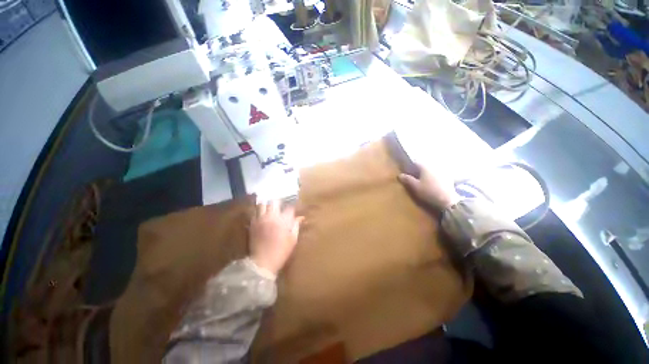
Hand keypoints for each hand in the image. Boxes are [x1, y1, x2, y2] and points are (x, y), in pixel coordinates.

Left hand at [249, 200, 303, 275]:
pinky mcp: (252, 224)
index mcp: (283, 220)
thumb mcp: (293, 239)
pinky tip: (262, 216)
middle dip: (278, 203)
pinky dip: (259, 212)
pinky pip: (255, 213)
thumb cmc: (281, 251)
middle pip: (274, 202)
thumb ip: (296, 226)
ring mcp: (260, 219)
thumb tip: (300, 217)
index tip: (293, 210)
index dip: (292, 207)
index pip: (289, 208)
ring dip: (267, 205)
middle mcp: (271, 216)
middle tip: (280, 207)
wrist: (263, 261)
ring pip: (262, 204)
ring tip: (269, 209)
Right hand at [398, 163, 460, 209]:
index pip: (415, 163)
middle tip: (413, 177)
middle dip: (418, 170)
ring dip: (426, 174)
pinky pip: (438, 175)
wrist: (448, 200)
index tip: (406, 172)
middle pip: (424, 166)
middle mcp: (434, 166)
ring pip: (431, 170)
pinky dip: (433, 177)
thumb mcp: (415, 187)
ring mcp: (442, 171)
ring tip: (422, 181)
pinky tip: (432, 184)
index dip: (410, 167)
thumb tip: (400, 175)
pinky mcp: (448, 177)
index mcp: (425, 166)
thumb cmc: (429, 192)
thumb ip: (407, 180)